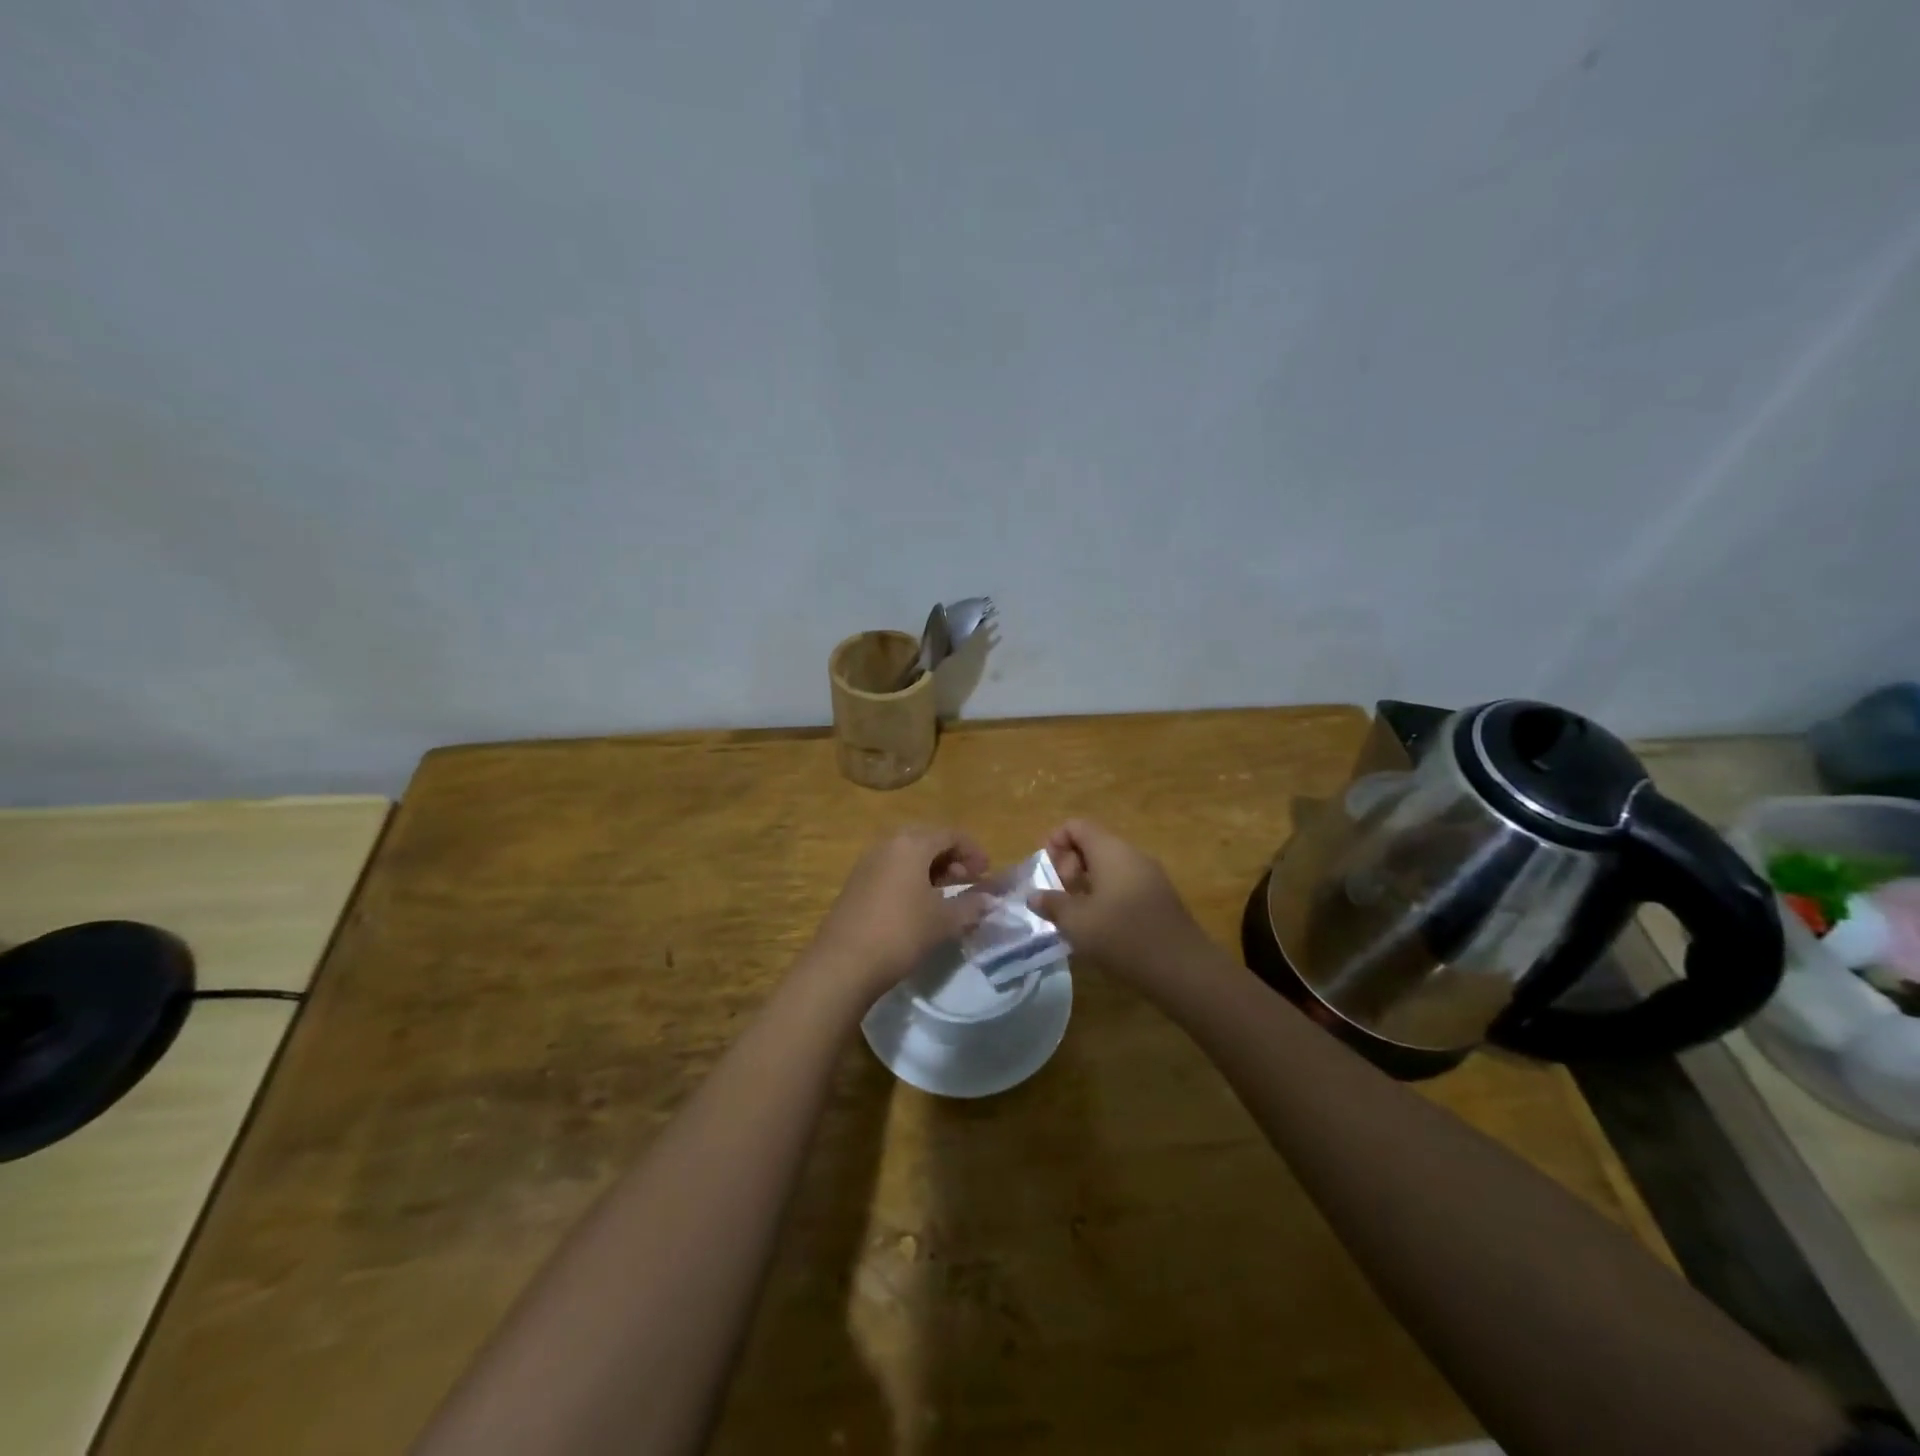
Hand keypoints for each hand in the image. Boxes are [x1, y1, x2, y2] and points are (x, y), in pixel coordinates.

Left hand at [805, 827, 990, 1000]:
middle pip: (927, 840)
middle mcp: (887, 845)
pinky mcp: (856, 883)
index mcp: (911, 844)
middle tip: (969, 880)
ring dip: (932, 868)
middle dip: (952, 857)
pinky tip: (920, 904)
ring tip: (948, 893)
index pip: (950, 834)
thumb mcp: (943, 921)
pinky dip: (912, 878)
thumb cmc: (901, 933)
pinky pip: (892, 870)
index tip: (987, 872)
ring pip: (908, 855)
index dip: (973, 850)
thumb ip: (971, 905)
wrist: (843, 963)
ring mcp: (868, 863)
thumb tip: (991, 900)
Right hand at [1028, 820, 1210, 988]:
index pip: (1077, 826)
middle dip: (1069, 866)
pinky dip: (1106, 895)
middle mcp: (1131, 855)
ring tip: (1076, 915)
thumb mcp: (1076, 921)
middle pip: (1093, 844)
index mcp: (1110, 850)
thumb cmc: (1121, 935)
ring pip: (1109, 866)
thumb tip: (1035, 896)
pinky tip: (1101, 926)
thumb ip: (1052, 904)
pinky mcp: (1159, 898)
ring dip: (1087, 884)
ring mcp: (1150, 875)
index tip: (1046, 872)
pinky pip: (1124, 884)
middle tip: (1060, 896)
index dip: (1055, 841)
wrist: (1181, 967)